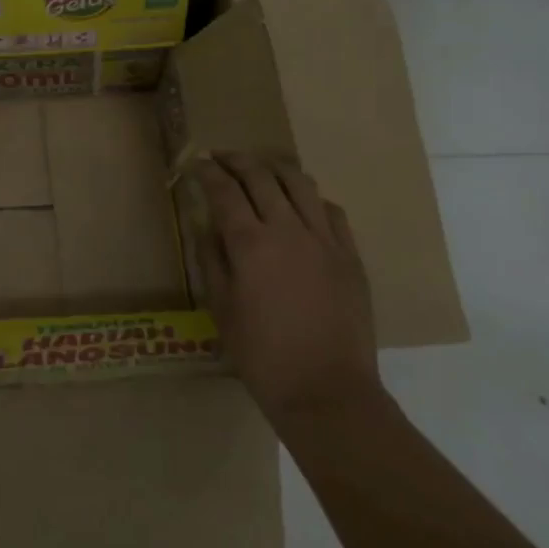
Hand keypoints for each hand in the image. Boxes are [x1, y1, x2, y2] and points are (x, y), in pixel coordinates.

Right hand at [192, 153, 381, 422]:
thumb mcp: (222, 309)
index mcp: (250, 244)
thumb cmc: (262, 356)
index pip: (224, 191)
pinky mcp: (350, 255)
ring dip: (275, 168)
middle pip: (261, 177)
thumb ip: (212, 260)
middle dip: (237, 160)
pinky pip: (331, 211)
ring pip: (300, 184)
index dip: (208, 172)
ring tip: (261, 168)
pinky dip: (310, 198)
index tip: (198, 163)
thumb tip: (208, 228)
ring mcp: (324, 240)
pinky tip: (301, 204)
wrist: (326, 391)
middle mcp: (288, 230)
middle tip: (222, 156)